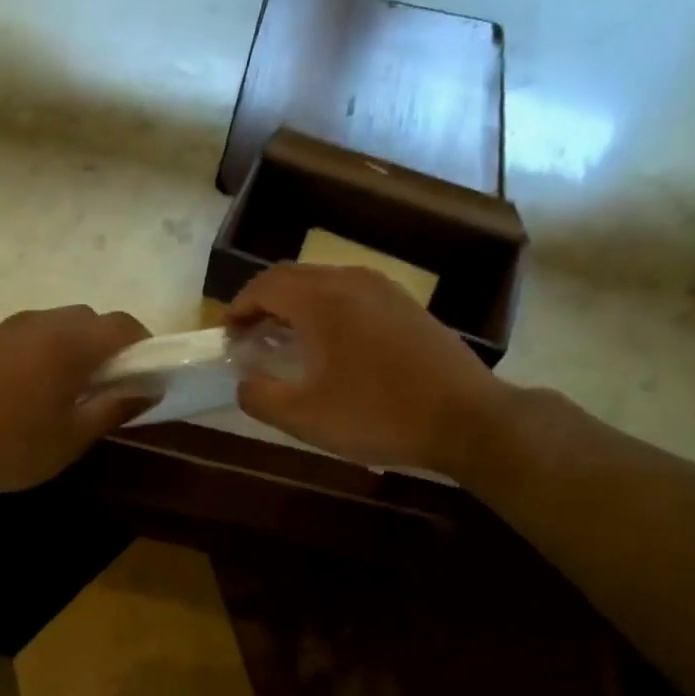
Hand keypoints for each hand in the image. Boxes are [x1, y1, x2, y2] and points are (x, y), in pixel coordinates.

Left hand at [0, 306, 150, 494]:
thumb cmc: (10, 444)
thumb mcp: (72, 436)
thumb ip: (115, 407)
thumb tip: (151, 388)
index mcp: (71, 341)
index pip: (123, 325)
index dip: (143, 345)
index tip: (146, 375)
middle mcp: (42, 322)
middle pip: (89, 319)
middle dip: (107, 345)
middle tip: (107, 387)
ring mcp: (6, 328)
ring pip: (55, 325)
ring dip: (73, 347)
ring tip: (66, 391)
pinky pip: (26, 335)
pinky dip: (42, 351)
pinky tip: (26, 390)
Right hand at [228, 264, 506, 474]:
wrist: (467, 418)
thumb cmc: (378, 414)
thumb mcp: (305, 417)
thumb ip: (260, 397)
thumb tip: (243, 383)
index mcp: (322, 299)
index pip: (265, 285)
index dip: (239, 306)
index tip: (227, 333)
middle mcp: (351, 281)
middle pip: (293, 277)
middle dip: (264, 302)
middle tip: (250, 335)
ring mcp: (384, 289)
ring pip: (324, 282)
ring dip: (296, 304)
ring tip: (285, 338)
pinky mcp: (406, 305)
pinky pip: (351, 293)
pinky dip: (326, 308)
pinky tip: (331, 343)